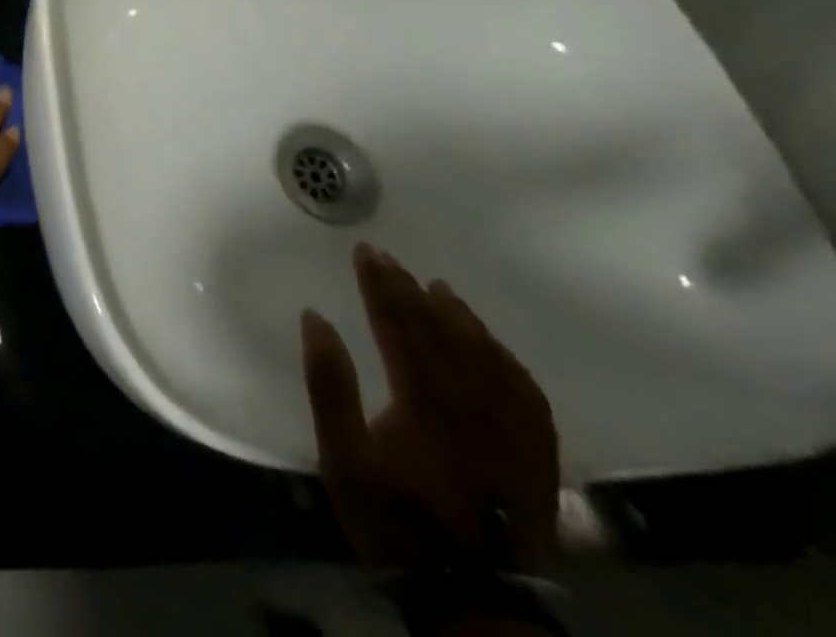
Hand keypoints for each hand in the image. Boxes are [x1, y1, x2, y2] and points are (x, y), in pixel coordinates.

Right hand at [301, 244, 559, 573]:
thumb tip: (315, 318)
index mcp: (424, 401)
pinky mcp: (536, 456)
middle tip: (389, 258)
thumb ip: (329, 383)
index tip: (365, 252)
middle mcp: (473, 405)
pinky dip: (506, 359)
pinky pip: (526, 393)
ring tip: (439, 288)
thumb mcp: (342, 455)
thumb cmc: (395, 519)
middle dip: (410, 289)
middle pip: (440, 331)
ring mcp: (511, 431)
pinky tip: (493, 345)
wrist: (472, 598)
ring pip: (486, 355)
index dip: (380, 285)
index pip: (399, 324)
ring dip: (459, 316)